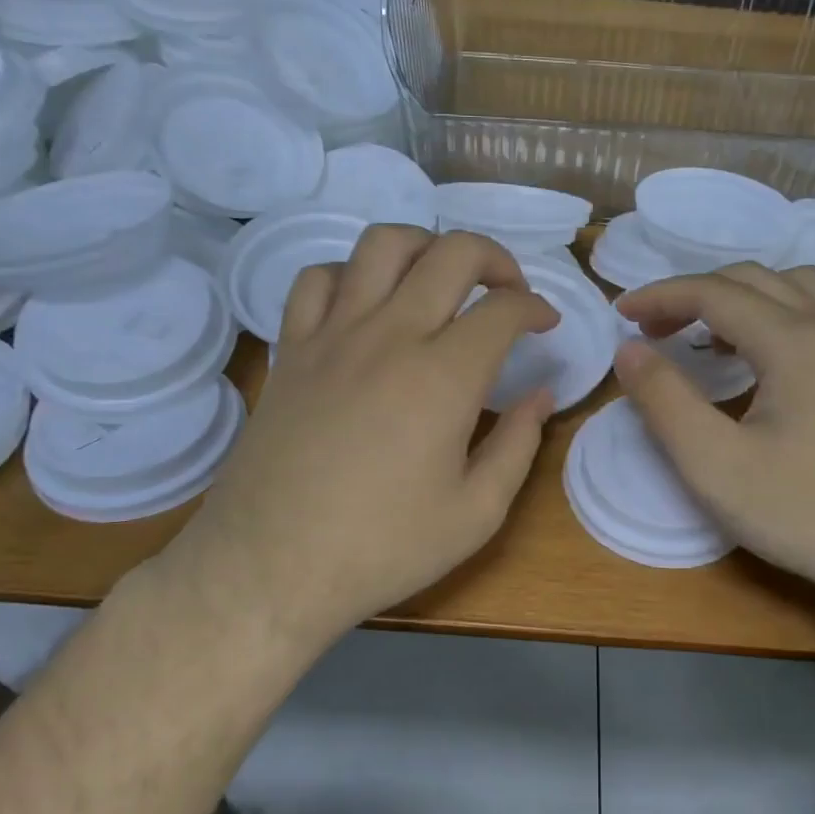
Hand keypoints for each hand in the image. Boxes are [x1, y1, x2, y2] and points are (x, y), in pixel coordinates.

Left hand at [168, 226, 558, 642]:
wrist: (268, 568)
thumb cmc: (381, 548)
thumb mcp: (475, 513)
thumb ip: (519, 445)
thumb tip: (542, 395)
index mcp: (444, 376)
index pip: (503, 308)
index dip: (535, 307)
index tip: (545, 324)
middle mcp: (391, 335)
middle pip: (452, 253)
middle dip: (496, 258)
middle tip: (508, 290)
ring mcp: (333, 335)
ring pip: (382, 245)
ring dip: (425, 247)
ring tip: (440, 278)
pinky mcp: (292, 348)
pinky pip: (317, 279)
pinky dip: (350, 275)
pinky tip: (366, 305)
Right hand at [614, 264, 814, 605]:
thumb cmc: (807, 512)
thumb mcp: (714, 464)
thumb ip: (664, 400)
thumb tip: (630, 349)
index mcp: (791, 339)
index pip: (713, 292)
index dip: (660, 295)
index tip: (619, 313)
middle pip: (752, 279)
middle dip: (694, 293)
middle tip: (653, 329)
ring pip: (793, 288)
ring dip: (740, 297)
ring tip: (708, 337)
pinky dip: (775, 314)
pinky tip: (762, 360)